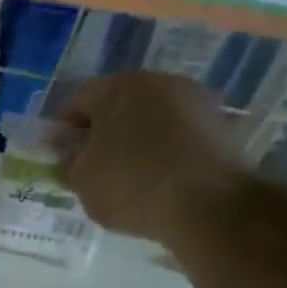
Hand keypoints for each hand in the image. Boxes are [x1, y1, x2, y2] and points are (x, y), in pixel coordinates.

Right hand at [57, 71, 245, 245]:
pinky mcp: (221, 123)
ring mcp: (194, 99)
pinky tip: (161, 177)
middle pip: (118, 104)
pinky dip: (167, 148)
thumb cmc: (132, 186)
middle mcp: (156, 82)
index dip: (66, 131)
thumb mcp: (82, 180)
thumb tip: (68, 148)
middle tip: (95, 165)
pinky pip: (179, 132)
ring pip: (151, 117)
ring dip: (138, 138)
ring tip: (130, 174)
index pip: (78, 101)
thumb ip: (68, 159)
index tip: (64, 158)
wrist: (212, 205)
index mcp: (115, 88)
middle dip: (104, 131)